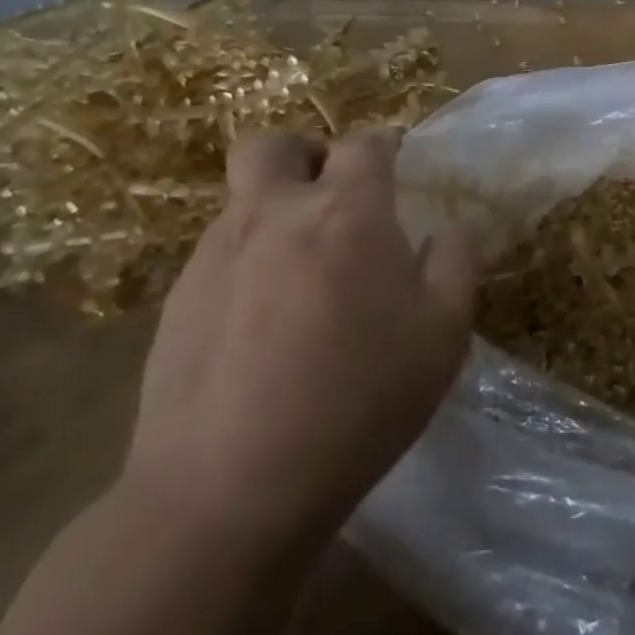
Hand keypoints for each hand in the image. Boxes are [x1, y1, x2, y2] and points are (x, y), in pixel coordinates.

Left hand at [123, 127, 477, 548]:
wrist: (228, 491)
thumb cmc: (360, 400)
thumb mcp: (444, 333)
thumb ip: (457, 262)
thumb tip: (452, 228)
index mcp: (347, 212)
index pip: (365, 143)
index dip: (385, 145)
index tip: (398, 164)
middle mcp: (274, 214)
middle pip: (273, 144)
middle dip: (307, 155)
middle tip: (334, 197)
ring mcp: (216, 255)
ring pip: (242, 200)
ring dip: (276, 212)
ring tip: (305, 275)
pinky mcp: (177, 301)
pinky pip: (219, 253)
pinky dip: (249, 262)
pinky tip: (265, 324)